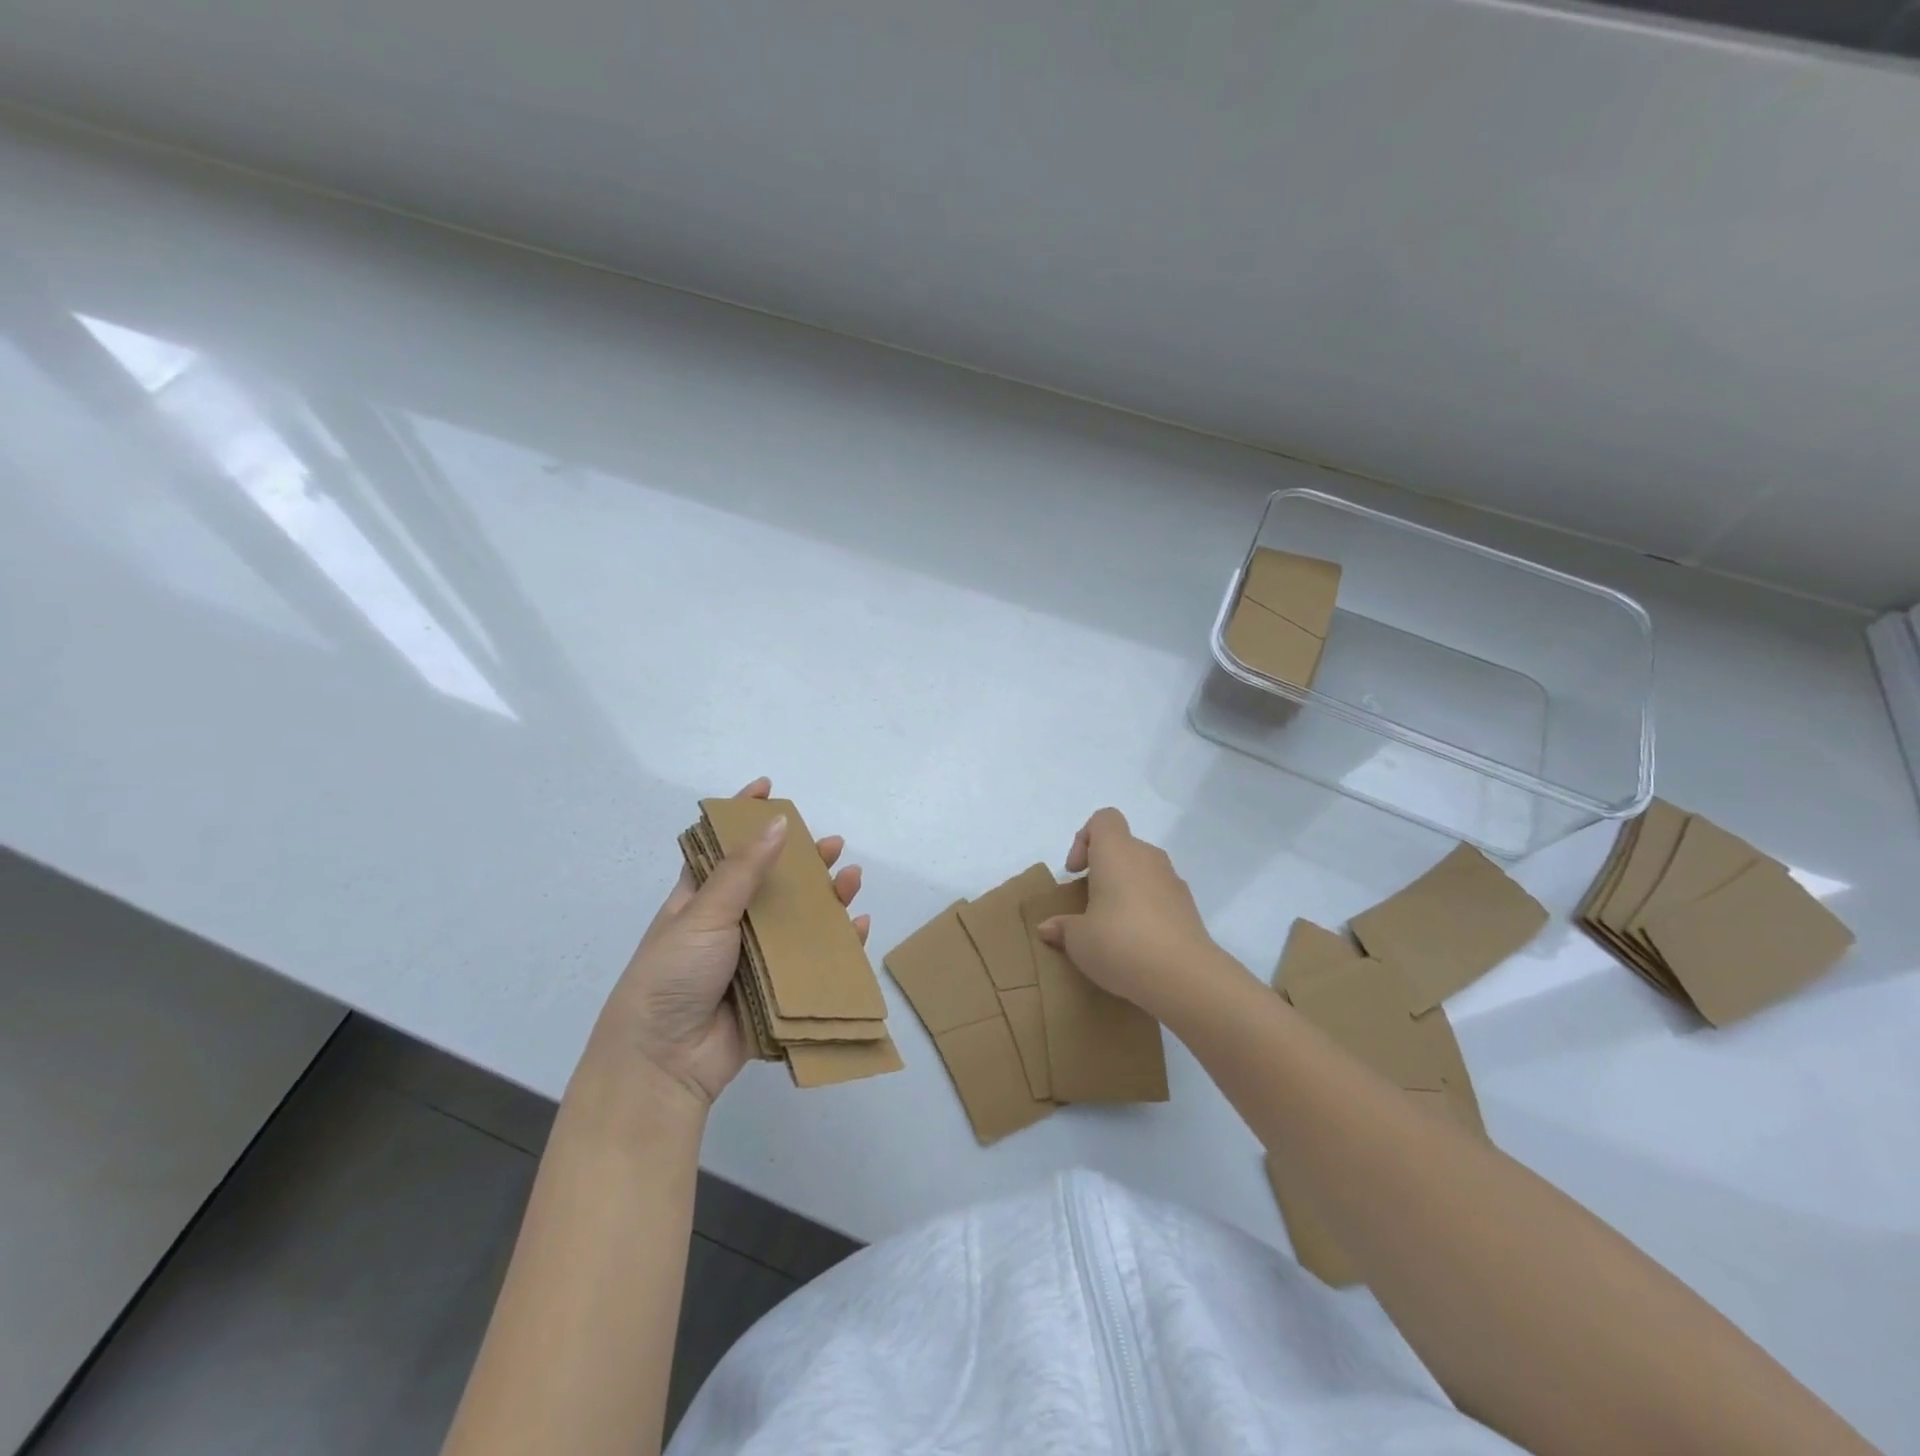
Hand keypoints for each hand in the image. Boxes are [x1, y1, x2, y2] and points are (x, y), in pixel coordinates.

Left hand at [589, 778, 868, 1106]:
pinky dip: (838, 945)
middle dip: (802, 860)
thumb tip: (776, 823)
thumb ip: (743, 871)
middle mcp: (728, 924)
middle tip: (833, 844)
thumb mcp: (702, 915)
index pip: (724, 847)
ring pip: (797, 920)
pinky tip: (858, 927)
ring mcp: (753, 958)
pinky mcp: (774, 991)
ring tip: (851, 878)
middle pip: (772, 882)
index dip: (743, 816)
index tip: (768, 788)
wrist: (663, 1063)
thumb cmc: (671, 976)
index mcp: (699, 900)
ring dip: (826, 899)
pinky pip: (812, 962)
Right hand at [1036, 807, 1215, 1019]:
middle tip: (1089, 904)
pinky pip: (1159, 895)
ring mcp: (1172, 880)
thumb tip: (1049, 927)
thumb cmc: (1120, 943)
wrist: (1183, 976)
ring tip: (1112, 927)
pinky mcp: (1189, 906)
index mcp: (1116, 852)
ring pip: (1142, 871)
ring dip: (1125, 890)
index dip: (1084, 839)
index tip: (1076, 873)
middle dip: (1103, 870)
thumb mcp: (1078, 940)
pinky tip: (1137, 943)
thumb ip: (1062, 928)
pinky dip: (1146, 909)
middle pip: (1122, 847)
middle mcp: (1147, 857)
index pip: (1103, 820)